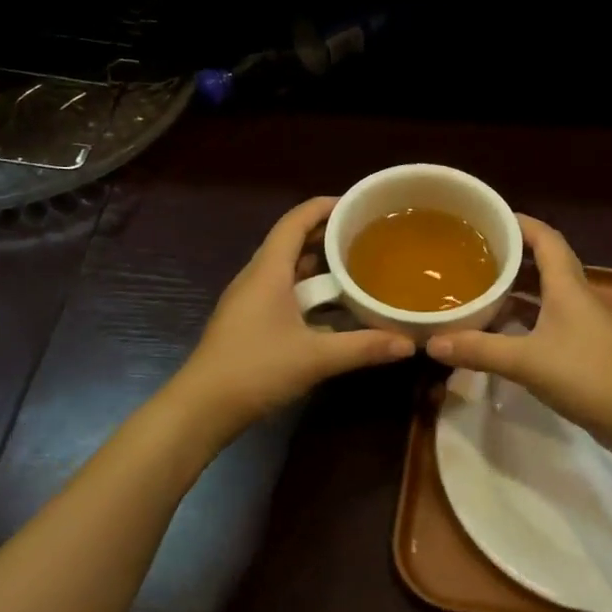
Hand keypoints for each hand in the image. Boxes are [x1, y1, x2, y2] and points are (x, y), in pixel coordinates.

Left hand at [177, 197, 414, 434]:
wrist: (202, 407)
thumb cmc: (255, 369)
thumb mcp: (316, 357)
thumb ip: (364, 346)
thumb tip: (409, 342)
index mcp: (268, 270)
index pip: (295, 221)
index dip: (325, 206)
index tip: (357, 203)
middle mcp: (257, 277)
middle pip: (292, 241)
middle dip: (327, 234)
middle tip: (367, 234)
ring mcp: (250, 300)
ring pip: (288, 268)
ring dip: (319, 263)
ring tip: (356, 264)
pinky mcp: (249, 321)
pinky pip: (283, 291)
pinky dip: (309, 290)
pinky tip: (333, 307)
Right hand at [426, 216, 611, 461]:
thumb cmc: (588, 376)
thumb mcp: (526, 361)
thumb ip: (479, 350)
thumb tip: (432, 342)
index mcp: (566, 286)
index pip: (545, 238)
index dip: (519, 222)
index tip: (487, 218)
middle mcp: (574, 297)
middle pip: (542, 262)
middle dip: (510, 254)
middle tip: (472, 254)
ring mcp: (580, 324)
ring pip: (543, 294)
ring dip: (514, 289)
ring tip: (477, 288)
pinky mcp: (581, 349)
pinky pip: (545, 321)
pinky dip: (521, 319)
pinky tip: (497, 331)